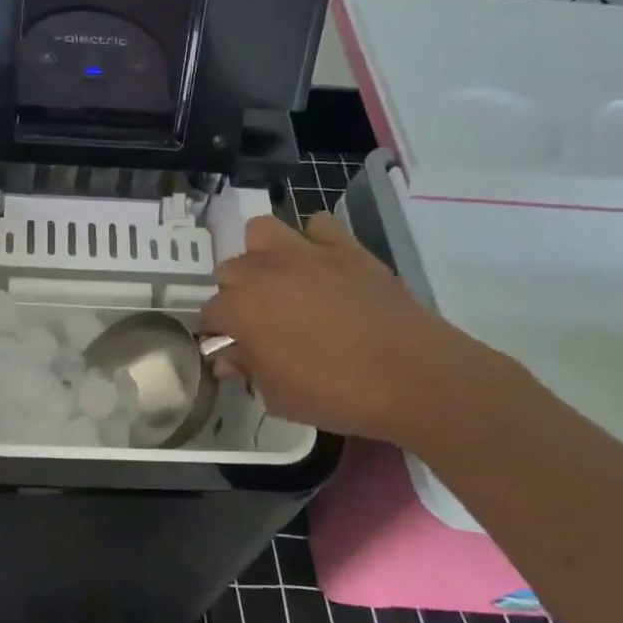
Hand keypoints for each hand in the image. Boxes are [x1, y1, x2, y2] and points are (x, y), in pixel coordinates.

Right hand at [202, 212, 491, 446]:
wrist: (412, 376)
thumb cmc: (335, 394)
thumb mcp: (277, 396)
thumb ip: (248, 370)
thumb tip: (229, 359)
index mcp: (241, 308)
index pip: (209, 314)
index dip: (216, 332)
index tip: (228, 348)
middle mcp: (265, 271)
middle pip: (230, 270)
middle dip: (235, 293)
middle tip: (256, 319)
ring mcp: (307, 254)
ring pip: (262, 232)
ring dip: (262, 254)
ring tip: (280, 280)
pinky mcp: (347, 248)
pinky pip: (318, 227)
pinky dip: (314, 241)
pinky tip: (322, 267)